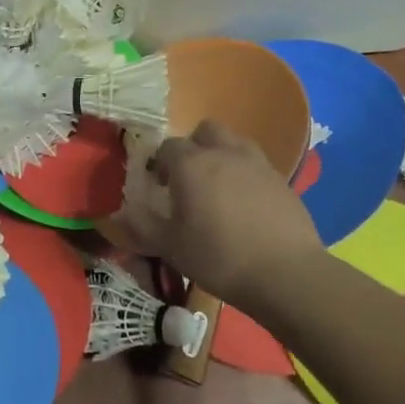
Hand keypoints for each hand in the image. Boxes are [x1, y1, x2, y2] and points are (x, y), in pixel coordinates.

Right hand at [109, 120, 322, 305]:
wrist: (286, 273)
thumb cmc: (218, 257)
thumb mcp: (170, 246)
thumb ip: (142, 224)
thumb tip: (119, 213)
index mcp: (191, 163)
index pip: (167, 146)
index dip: (159, 164)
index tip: (158, 187)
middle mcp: (224, 152)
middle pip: (205, 130)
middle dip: (194, 147)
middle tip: (189, 178)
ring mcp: (257, 163)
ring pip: (234, 143)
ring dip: (222, 156)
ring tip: (219, 188)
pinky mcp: (282, 179)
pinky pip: (256, 165)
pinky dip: (246, 175)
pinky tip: (246, 206)